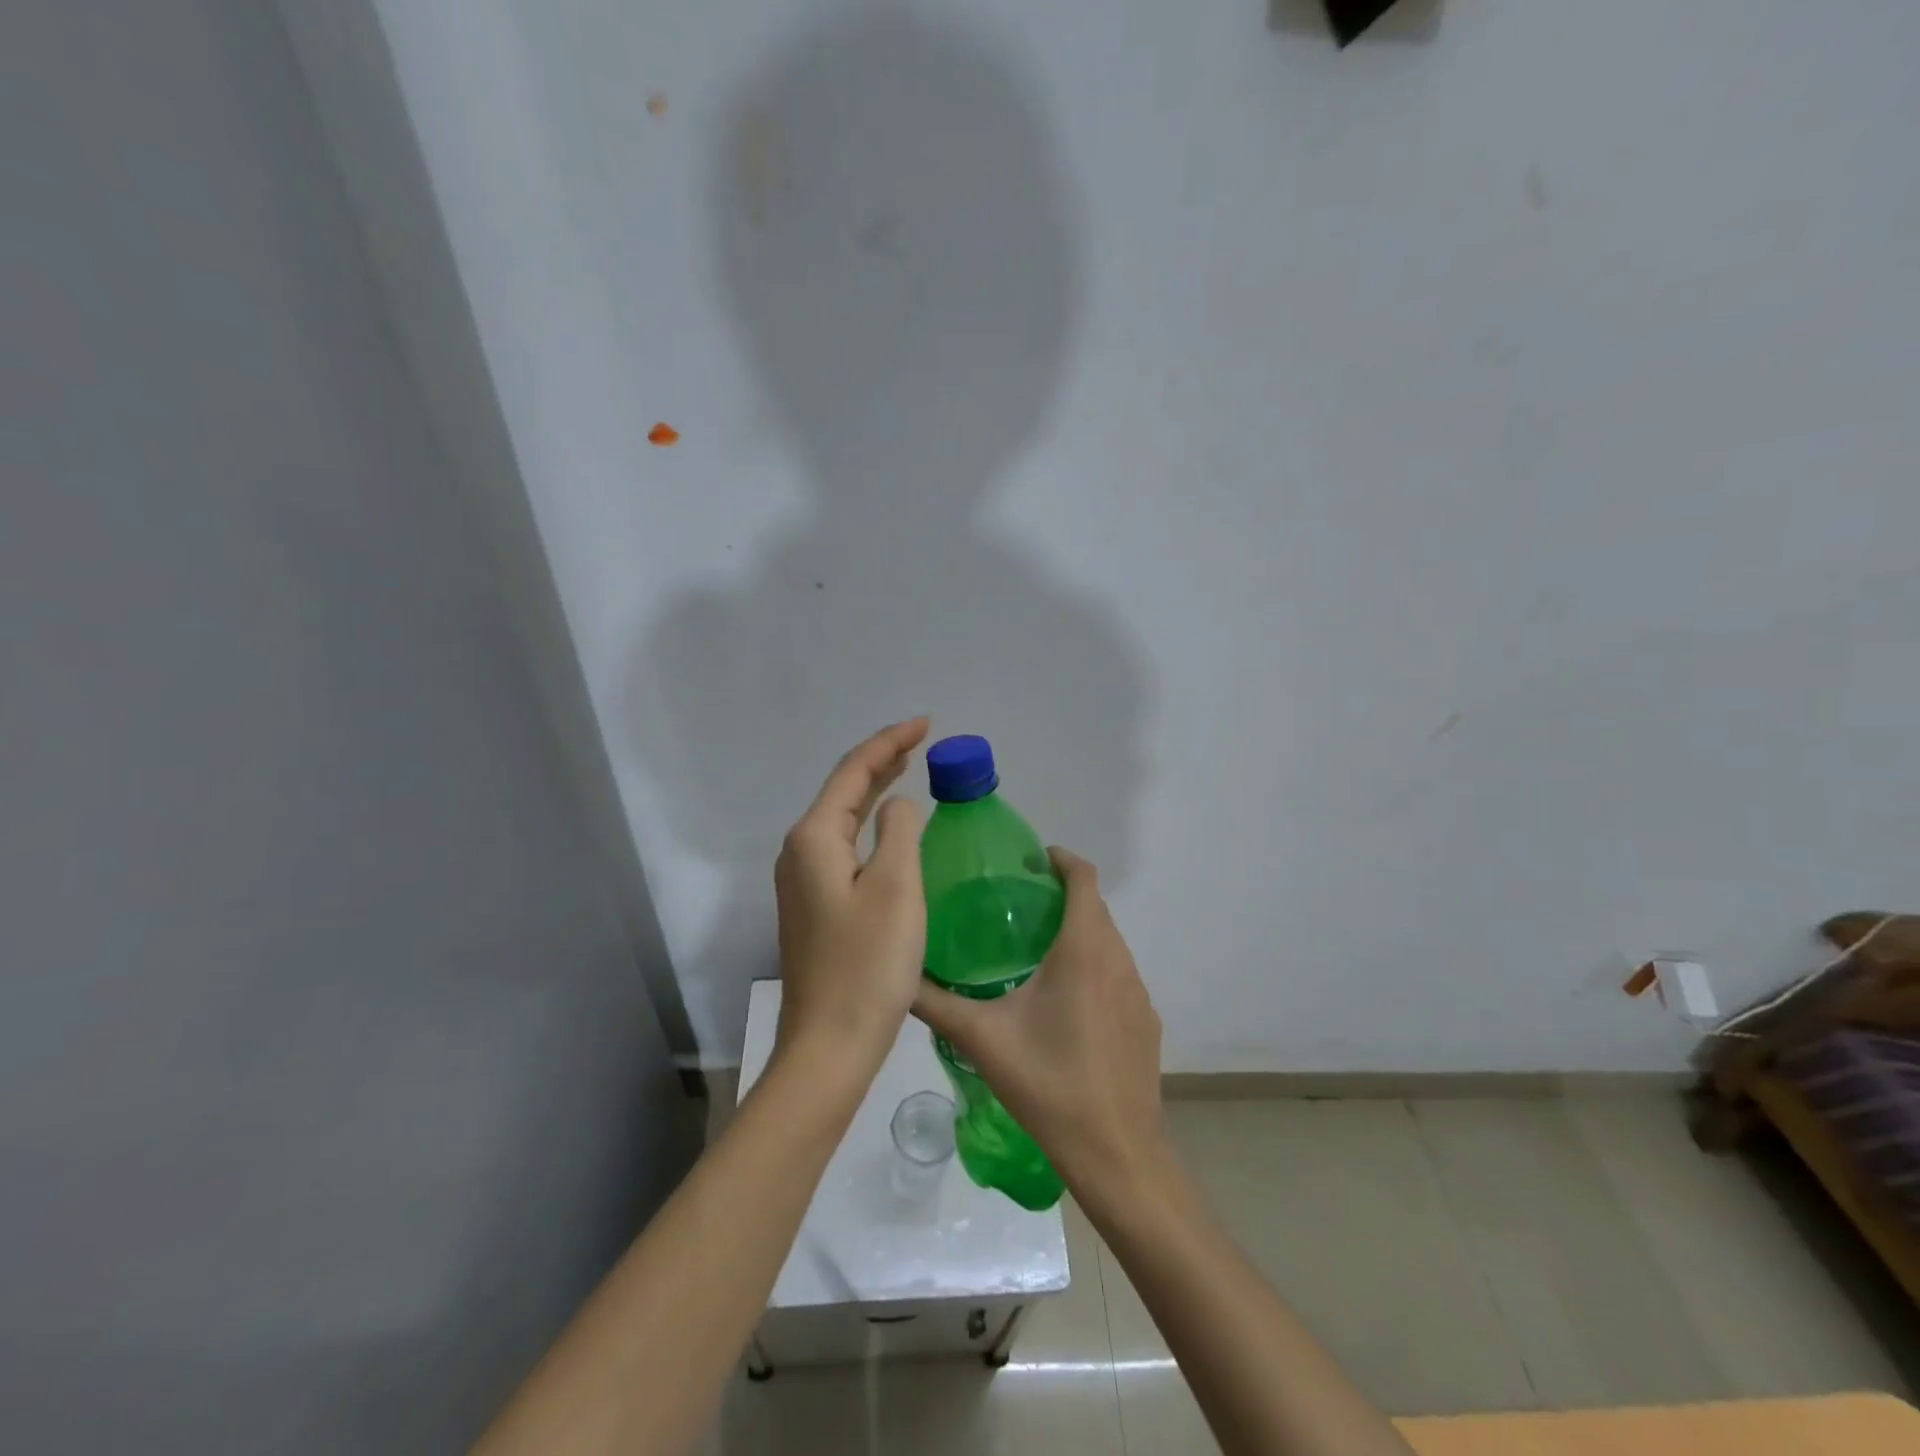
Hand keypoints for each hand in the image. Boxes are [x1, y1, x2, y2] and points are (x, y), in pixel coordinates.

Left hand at [773, 718, 929, 1070]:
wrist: (830, 1045)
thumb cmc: (869, 964)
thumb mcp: (897, 887)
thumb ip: (900, 831)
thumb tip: (898, 806)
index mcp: (815, 838)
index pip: (854, 771)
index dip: (890, 742)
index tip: (926, 724)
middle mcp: (800, 852)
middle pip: (844, 790)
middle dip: (882, 760)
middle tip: (922, 740)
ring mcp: (803, 881)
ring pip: (843, 819)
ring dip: (875, 791)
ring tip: (908, 769)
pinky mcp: (814, 906)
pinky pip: (844, 847)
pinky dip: (870, 826)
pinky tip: (890, 831)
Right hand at [911, 848, 1167, 1200]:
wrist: (1118, 1154)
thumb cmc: (1049, 1086)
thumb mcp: (983, 1040)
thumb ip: (936, 1003)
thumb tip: (898, 975)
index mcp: (1083, 950)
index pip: (1083, 878)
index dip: (1060, 859)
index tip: (1029, 860)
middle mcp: (1118, 960)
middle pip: (1095, 907)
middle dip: (1061, 895)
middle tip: (1017, 905)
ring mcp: (1138, 991)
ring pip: (1109, 941)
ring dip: (1079, 932)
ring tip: (1035, 948)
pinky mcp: (1146, 1020)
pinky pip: (1118, 974)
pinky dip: (1094, 967)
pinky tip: (1065, 1002)